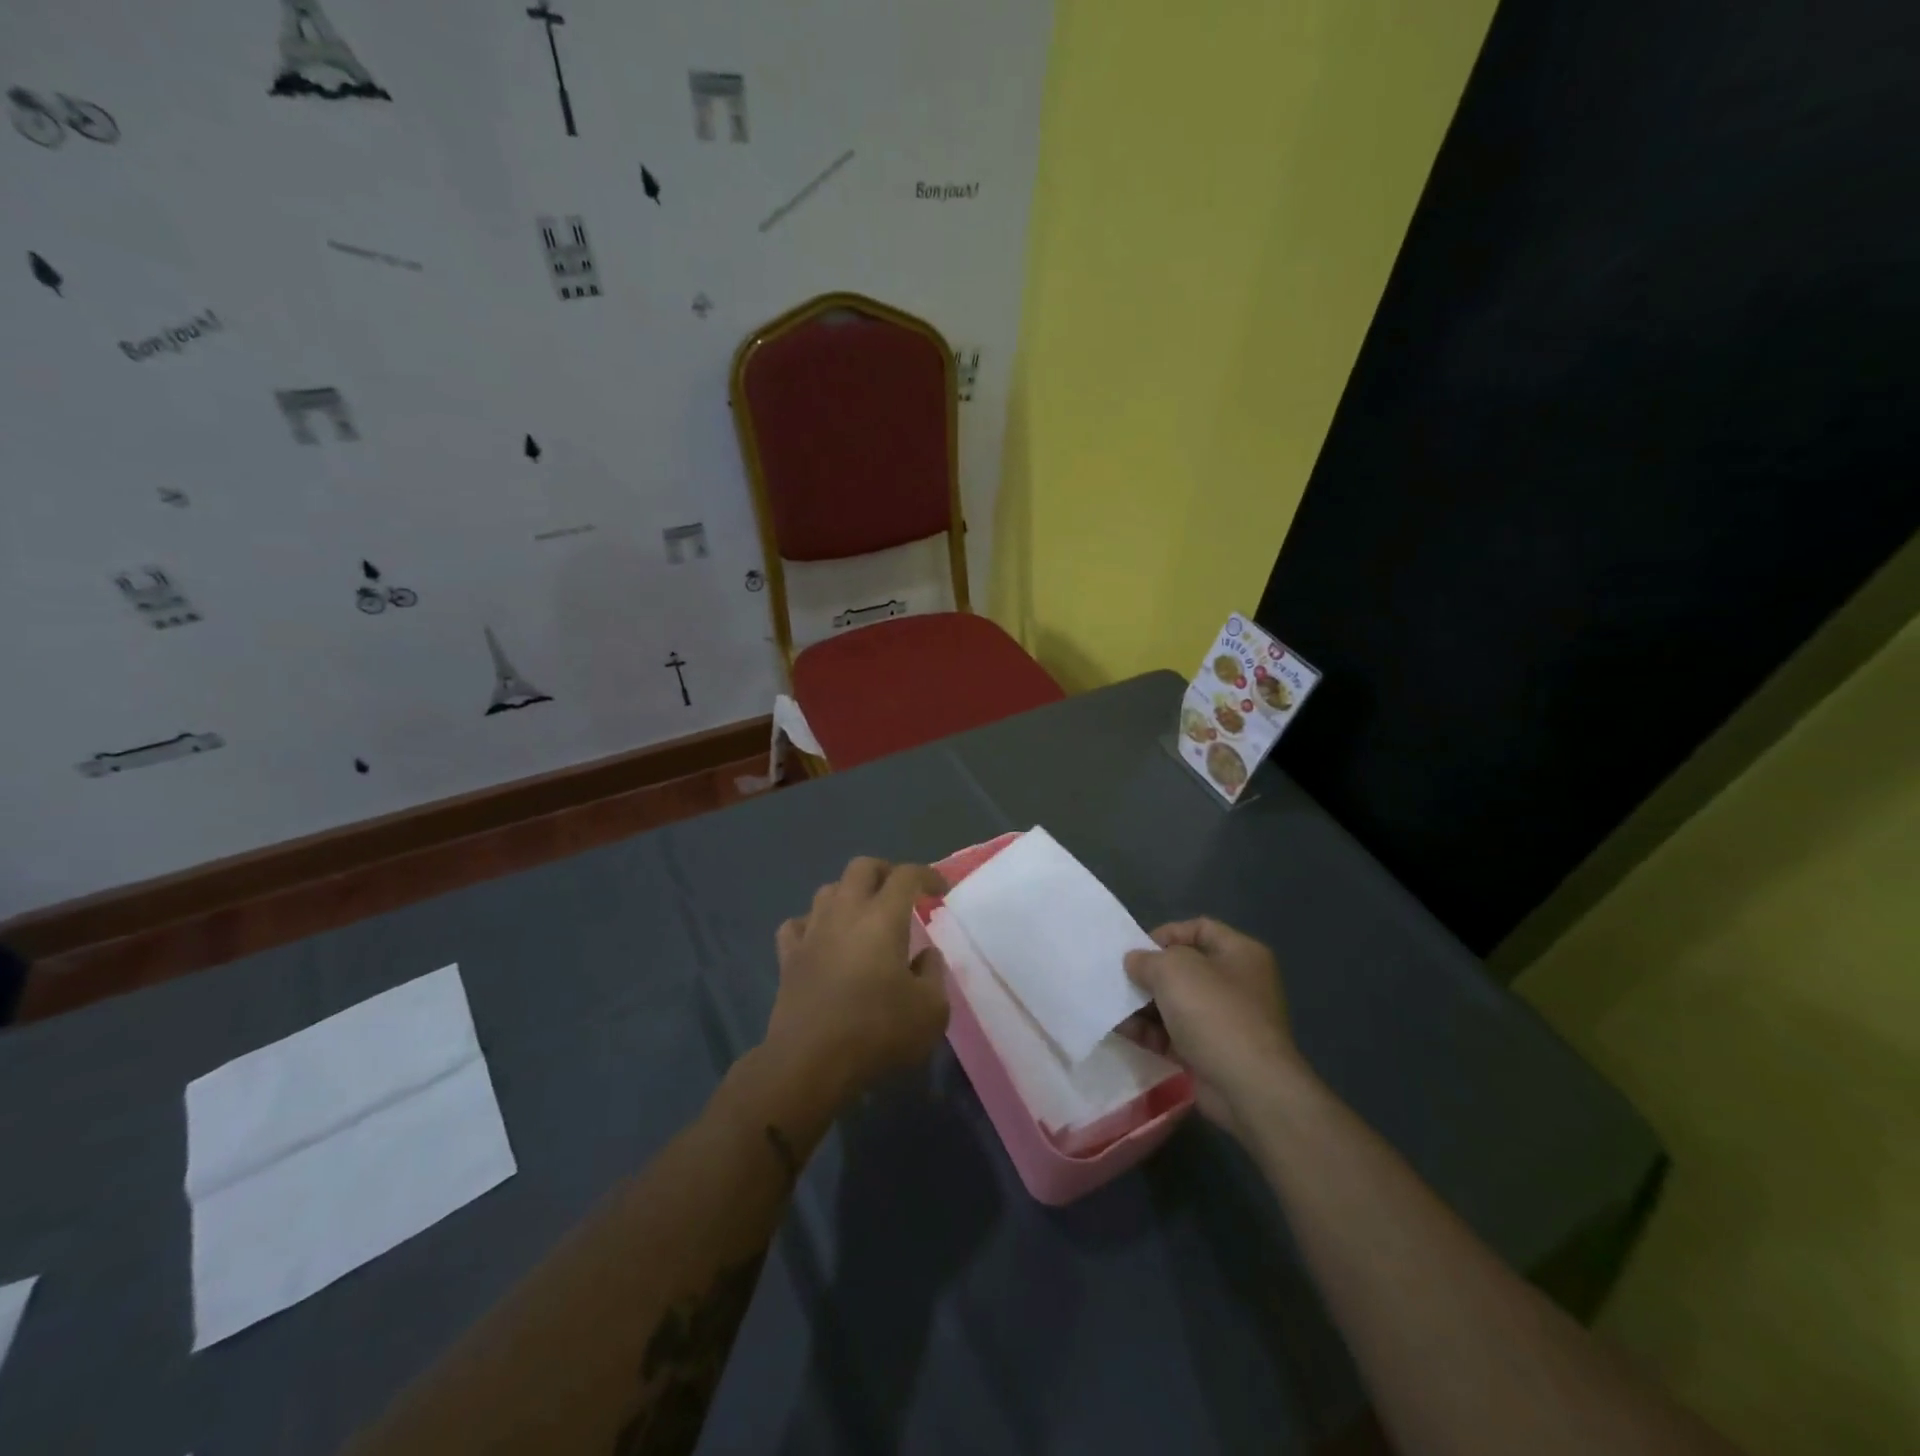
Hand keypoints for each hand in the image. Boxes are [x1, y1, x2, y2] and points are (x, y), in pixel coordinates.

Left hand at [764, 858, 950, 1105]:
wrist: (809, 1062)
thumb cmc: (877, 1032)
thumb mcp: (930, 1010)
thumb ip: (933, 973)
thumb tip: (925, 955)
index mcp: (883, 917)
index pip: (907, 875)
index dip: (927, 875)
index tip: (940, 891)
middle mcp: (845, 913)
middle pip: (862, 867)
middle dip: (885, 872)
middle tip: (901, 894)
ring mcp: (811, 932)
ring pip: (827, 890)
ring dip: (849, 894)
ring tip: (863, 916)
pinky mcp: (788, 957)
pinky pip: (797, 925)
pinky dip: (812, 925)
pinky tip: (822, 940)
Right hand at [1123, 918, 1298, 1132]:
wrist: (1249, 1087)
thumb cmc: (1215, 1013)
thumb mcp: (1174, 970)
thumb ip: (1148, 959)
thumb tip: (1135, 962)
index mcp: (1241, 953)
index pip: (1199, 928)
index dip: (1166, 934)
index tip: (1137, 950)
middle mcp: (1238, 983)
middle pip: (1185, 968)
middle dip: (1150, 974)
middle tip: (1119, 979)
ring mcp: (1226, 1021)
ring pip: (1176, 1003)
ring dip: (1143, 1004)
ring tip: (1112, 1006)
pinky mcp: (1212, 1052)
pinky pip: (1174, 1034)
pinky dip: (1150, 1031)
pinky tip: (1123, 1030)